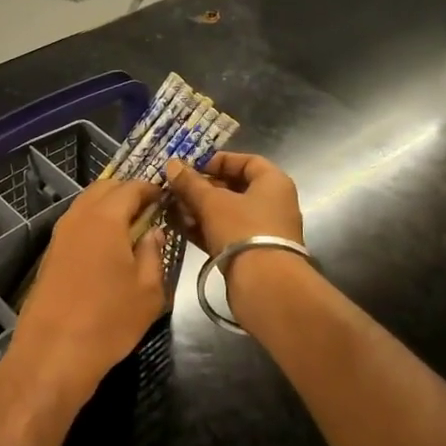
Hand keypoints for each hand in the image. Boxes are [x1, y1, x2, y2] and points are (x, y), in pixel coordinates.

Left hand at [9, 179, 167, 401]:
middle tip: (150, 210)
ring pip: (86, 205)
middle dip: (128, 192)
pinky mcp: (50, 255)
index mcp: (105, 218)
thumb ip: (153, 253)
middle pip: (104, 189)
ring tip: (132, 228)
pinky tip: (108, 248)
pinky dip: (94, 224)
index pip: (131, 187)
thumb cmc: (109, 320)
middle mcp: (78, 217)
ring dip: (109, 207)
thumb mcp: (148, 290)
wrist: (53, 353)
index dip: (151, 188)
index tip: (167, 198)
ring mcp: (59, 235)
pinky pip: (76, 225)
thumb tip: (153, 231)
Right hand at [164, 151, 303, 255]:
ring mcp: (262, 230)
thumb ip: (191, 183)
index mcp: (273, 183)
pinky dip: (205, 229)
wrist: (265, 285)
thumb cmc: (242, 230)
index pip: (247, 161)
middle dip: (202, 188)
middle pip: (234, 188)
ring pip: (226, 212)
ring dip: (199, 209)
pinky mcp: (251, 253)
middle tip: (176, 189)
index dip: (218, 160)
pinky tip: (180, 227)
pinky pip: (225, 233)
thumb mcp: (212, 202)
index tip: (192, 166)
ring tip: (172, 209)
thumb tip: (172, 164)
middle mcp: (272, 204)